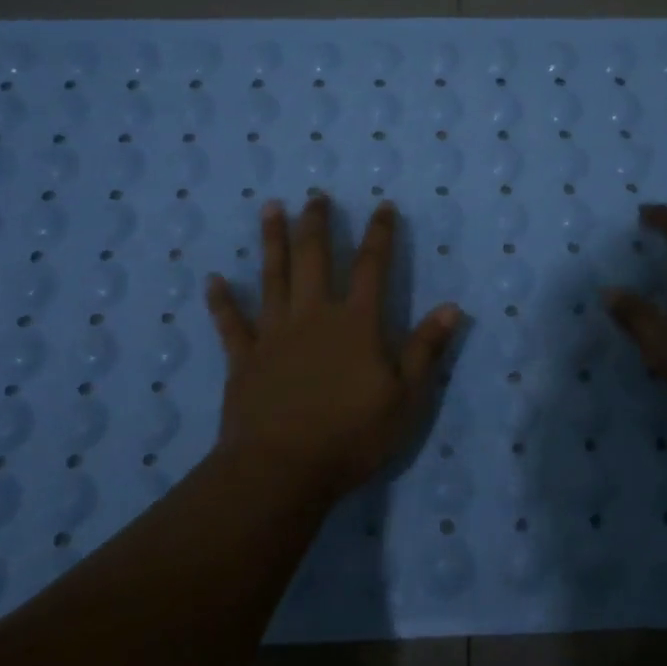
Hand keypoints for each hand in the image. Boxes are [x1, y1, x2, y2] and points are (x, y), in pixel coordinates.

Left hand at [205, 196, 462, 501]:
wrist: (282, 469)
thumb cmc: (352, 436)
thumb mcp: (406, 398)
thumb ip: (426, 350)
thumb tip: (452, 307)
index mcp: (356, 323)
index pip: (373, 267)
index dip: (380, 235)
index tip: (383, 206)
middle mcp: (314, 316)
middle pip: (315, 258)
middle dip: (317, 225)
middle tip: (316, 197)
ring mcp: (274, 334)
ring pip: (273, 277)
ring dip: (272, 241)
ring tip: (270, 209)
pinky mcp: (244, 358)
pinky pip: (231, 323)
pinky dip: (222, 300)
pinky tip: (214, 280)